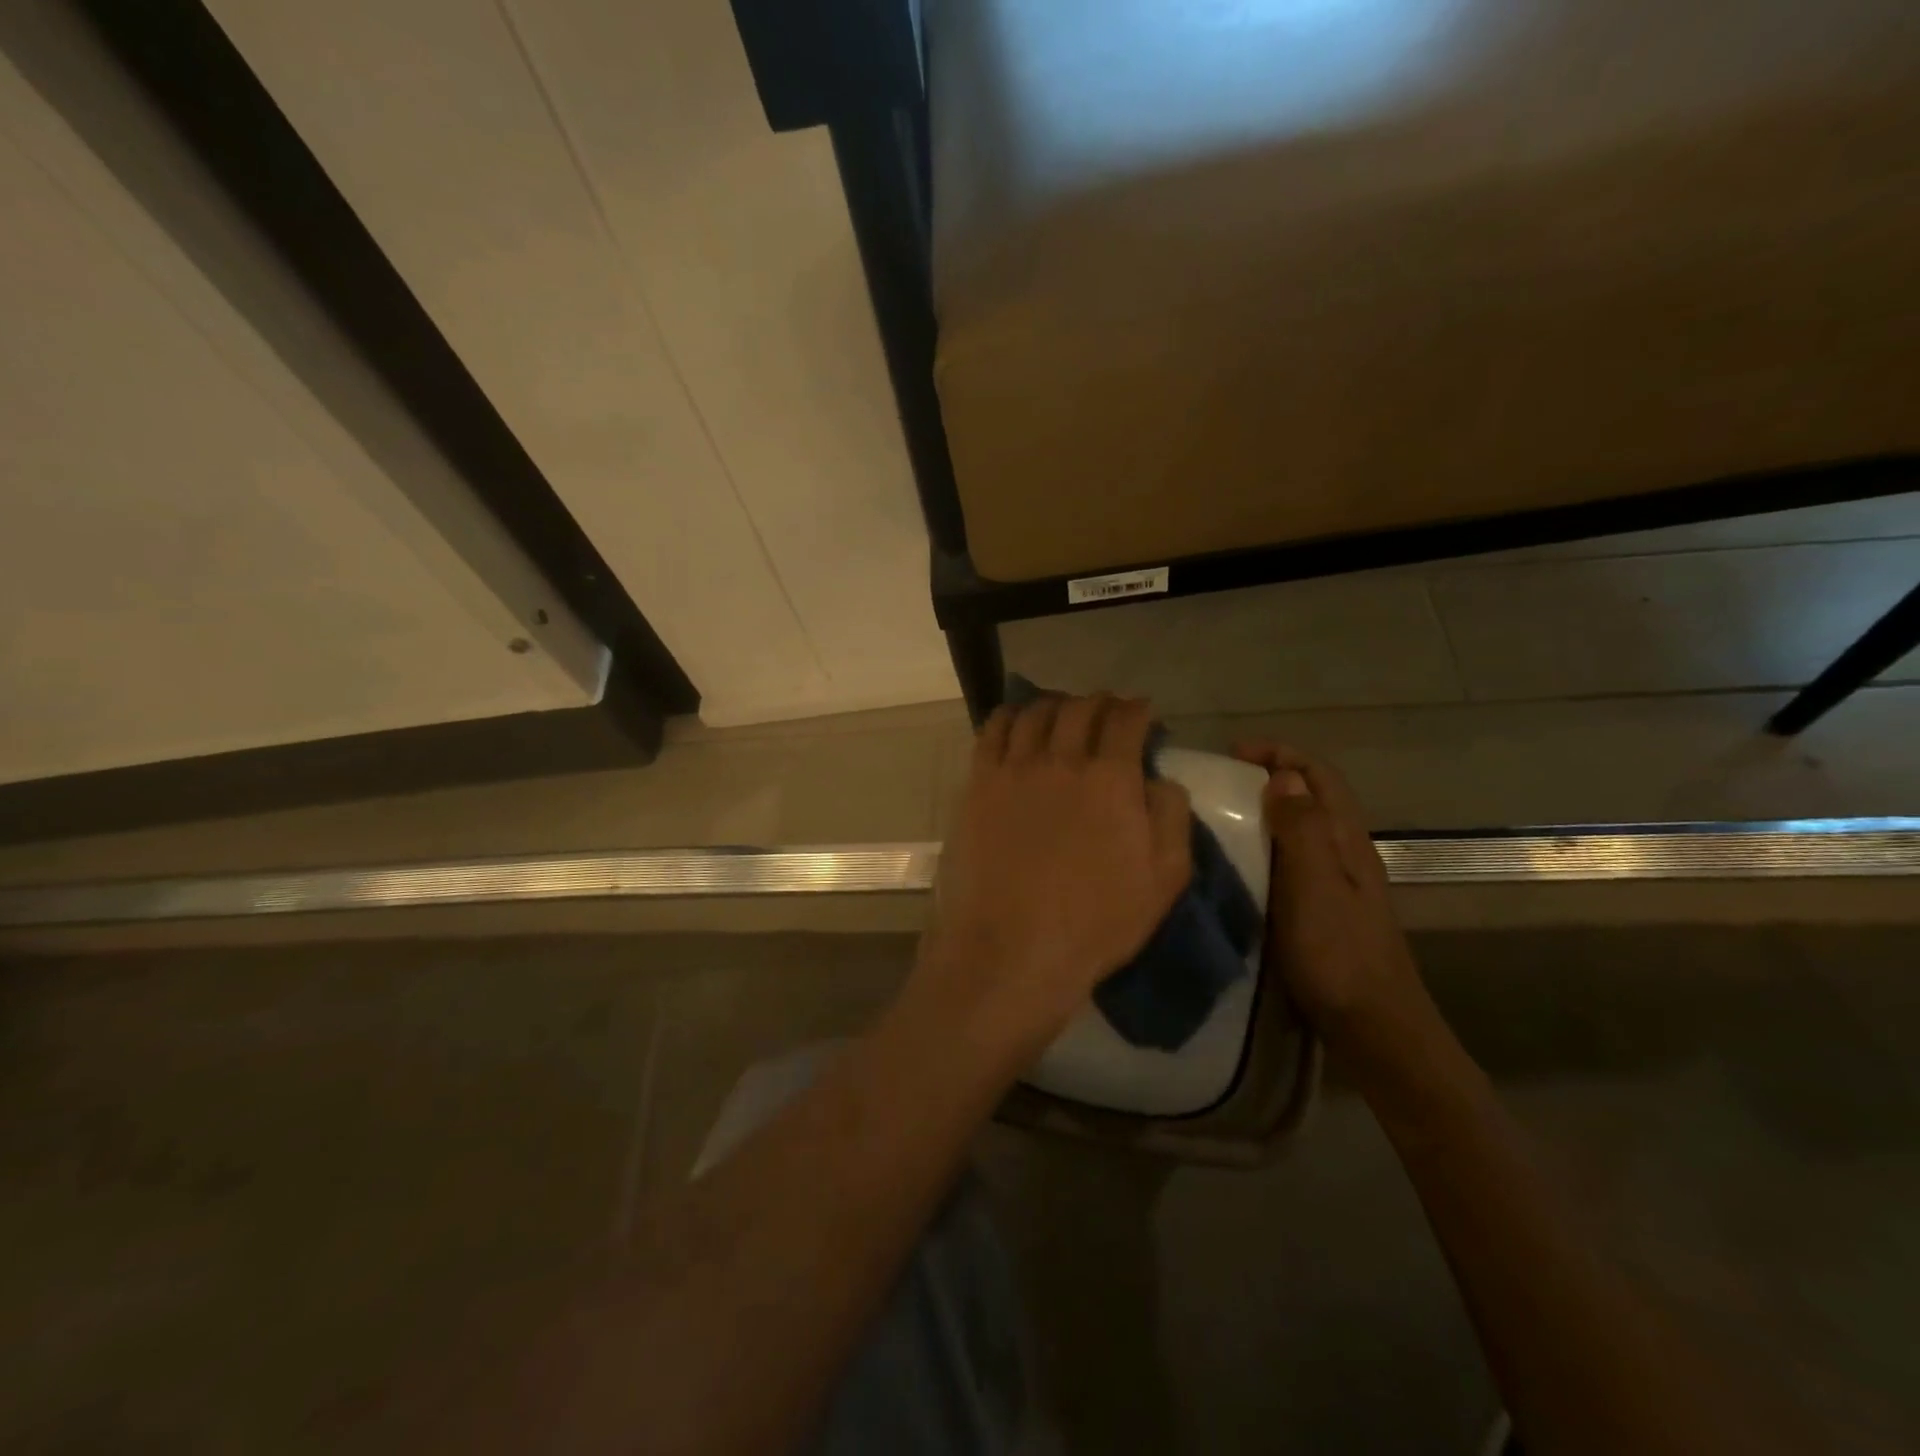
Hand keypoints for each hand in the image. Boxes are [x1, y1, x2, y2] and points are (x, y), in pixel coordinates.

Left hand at [916, 695, 1192, 1057]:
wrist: (1013, 949)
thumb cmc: (1095, 922)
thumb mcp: (1164, 878)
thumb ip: (1170, 815)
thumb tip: (1159, 777)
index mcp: (1111, 778)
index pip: (1126, 720)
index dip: (1137, 709)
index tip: (1141, 712)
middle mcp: (1061, 759)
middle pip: (1080, 708)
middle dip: (1099, 702)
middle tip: (1105, 710)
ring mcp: (1014, 769)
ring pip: (1034, 713)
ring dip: (1054, 705)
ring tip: (1060, 712)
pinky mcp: (978, 784)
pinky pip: (991, 732)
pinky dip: (1008, 717)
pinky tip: (1015, 723)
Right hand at [1232, 742, 1429, 1055]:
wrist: (1373, 1027)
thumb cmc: (1339, 952)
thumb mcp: (1314, 884)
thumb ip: (1301, 828)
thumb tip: (1285, 776)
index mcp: (1347, 839)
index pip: (1318, 774)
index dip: (1279, 753)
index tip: (1231, 754)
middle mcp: (1346, 853)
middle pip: (1311, 796)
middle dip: (1268, 777)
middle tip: (1218, 784)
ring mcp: (1338, 883)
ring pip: (1301, 828)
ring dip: (1266, 812)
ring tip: (1220, 818)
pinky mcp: (1324, 909)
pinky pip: (1293, 860)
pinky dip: (1266, 847)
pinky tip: (1241, 867)